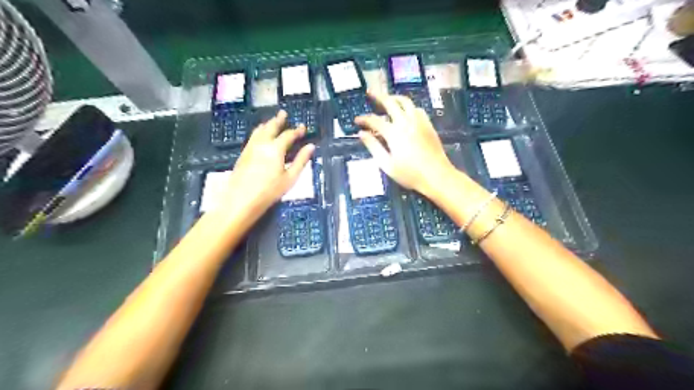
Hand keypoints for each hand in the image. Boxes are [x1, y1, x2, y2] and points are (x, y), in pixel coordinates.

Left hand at [219, 111, 313, 216]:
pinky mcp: (243, 154)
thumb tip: (311, 147)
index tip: (303, 127)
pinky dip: (259, 132)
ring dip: (267, 124)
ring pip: (259, 130)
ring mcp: (250, 148)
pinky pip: (252, 137)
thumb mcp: (290, 178)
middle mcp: (262, 143)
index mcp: (275, 148)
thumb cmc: (269, 191)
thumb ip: (301, 161)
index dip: (297, 130)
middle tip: (283, 113)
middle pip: (271, 127)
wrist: (241, 200)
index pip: (288, 135)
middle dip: (278, 120)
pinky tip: (259, 135)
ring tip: (271, 121)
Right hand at [358, 91, 455, 197]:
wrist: (437, 176)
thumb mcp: (387, 164)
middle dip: (378, 96)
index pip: (374, 120)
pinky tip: (405, 112)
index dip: (364, 119)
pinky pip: (417, 109)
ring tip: (388, 99)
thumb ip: (373, 147)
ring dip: (394, 98)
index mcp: (393, 133)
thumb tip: (361, 134)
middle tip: (370, 92)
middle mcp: (405, 122)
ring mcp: (419, 122)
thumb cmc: (410, 174)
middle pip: (390, 102)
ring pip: (405, 102)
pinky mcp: (428, 125)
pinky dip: (408, 106)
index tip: (356, 121)